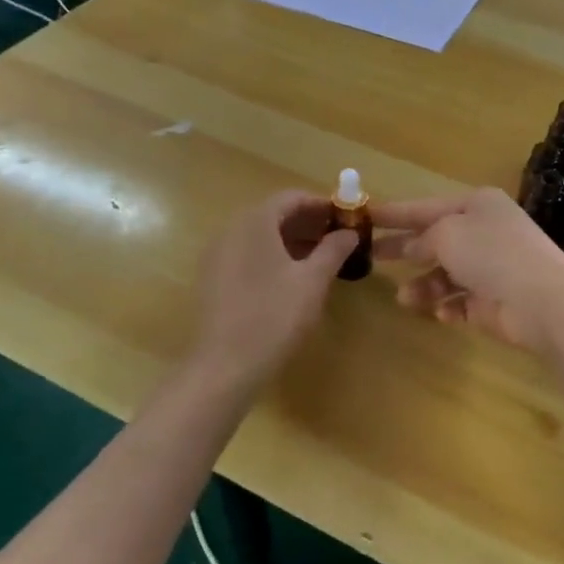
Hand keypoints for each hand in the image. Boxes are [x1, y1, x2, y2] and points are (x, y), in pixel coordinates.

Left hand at [190, 190, 357, 389]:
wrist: (223, 367)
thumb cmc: (274, 316)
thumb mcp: (313, 281)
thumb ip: (333, 250)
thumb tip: (349, 233)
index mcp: (255, 222)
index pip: (292, 197)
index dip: (323, 204)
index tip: (347, 218)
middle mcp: (231, 230)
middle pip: (275, 214)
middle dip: (310, 222)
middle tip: (339, 238)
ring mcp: (218, 255)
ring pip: (261, 236)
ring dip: (293, 240)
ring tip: (322, 259)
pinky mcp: (214, 279)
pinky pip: (248, 254)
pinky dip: (273, 256)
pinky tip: (293, 278)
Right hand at [374, 188, 563, 351]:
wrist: (544, 301)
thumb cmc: (492, 254)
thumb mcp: (447, 235)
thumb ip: (422, 239)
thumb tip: (412, 248)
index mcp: (477, 205)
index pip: (425, 207)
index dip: (394, 212)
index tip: (364, 216)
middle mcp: (485, 232)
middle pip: (435, 240)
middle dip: (404, 249)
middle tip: (369, 257)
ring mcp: (492, 268)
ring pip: (446, 274)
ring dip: (425, 285)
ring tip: (405, 297)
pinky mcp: (495, 301)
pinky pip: (462, 302)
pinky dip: (450, 307)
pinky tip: (443, 313)